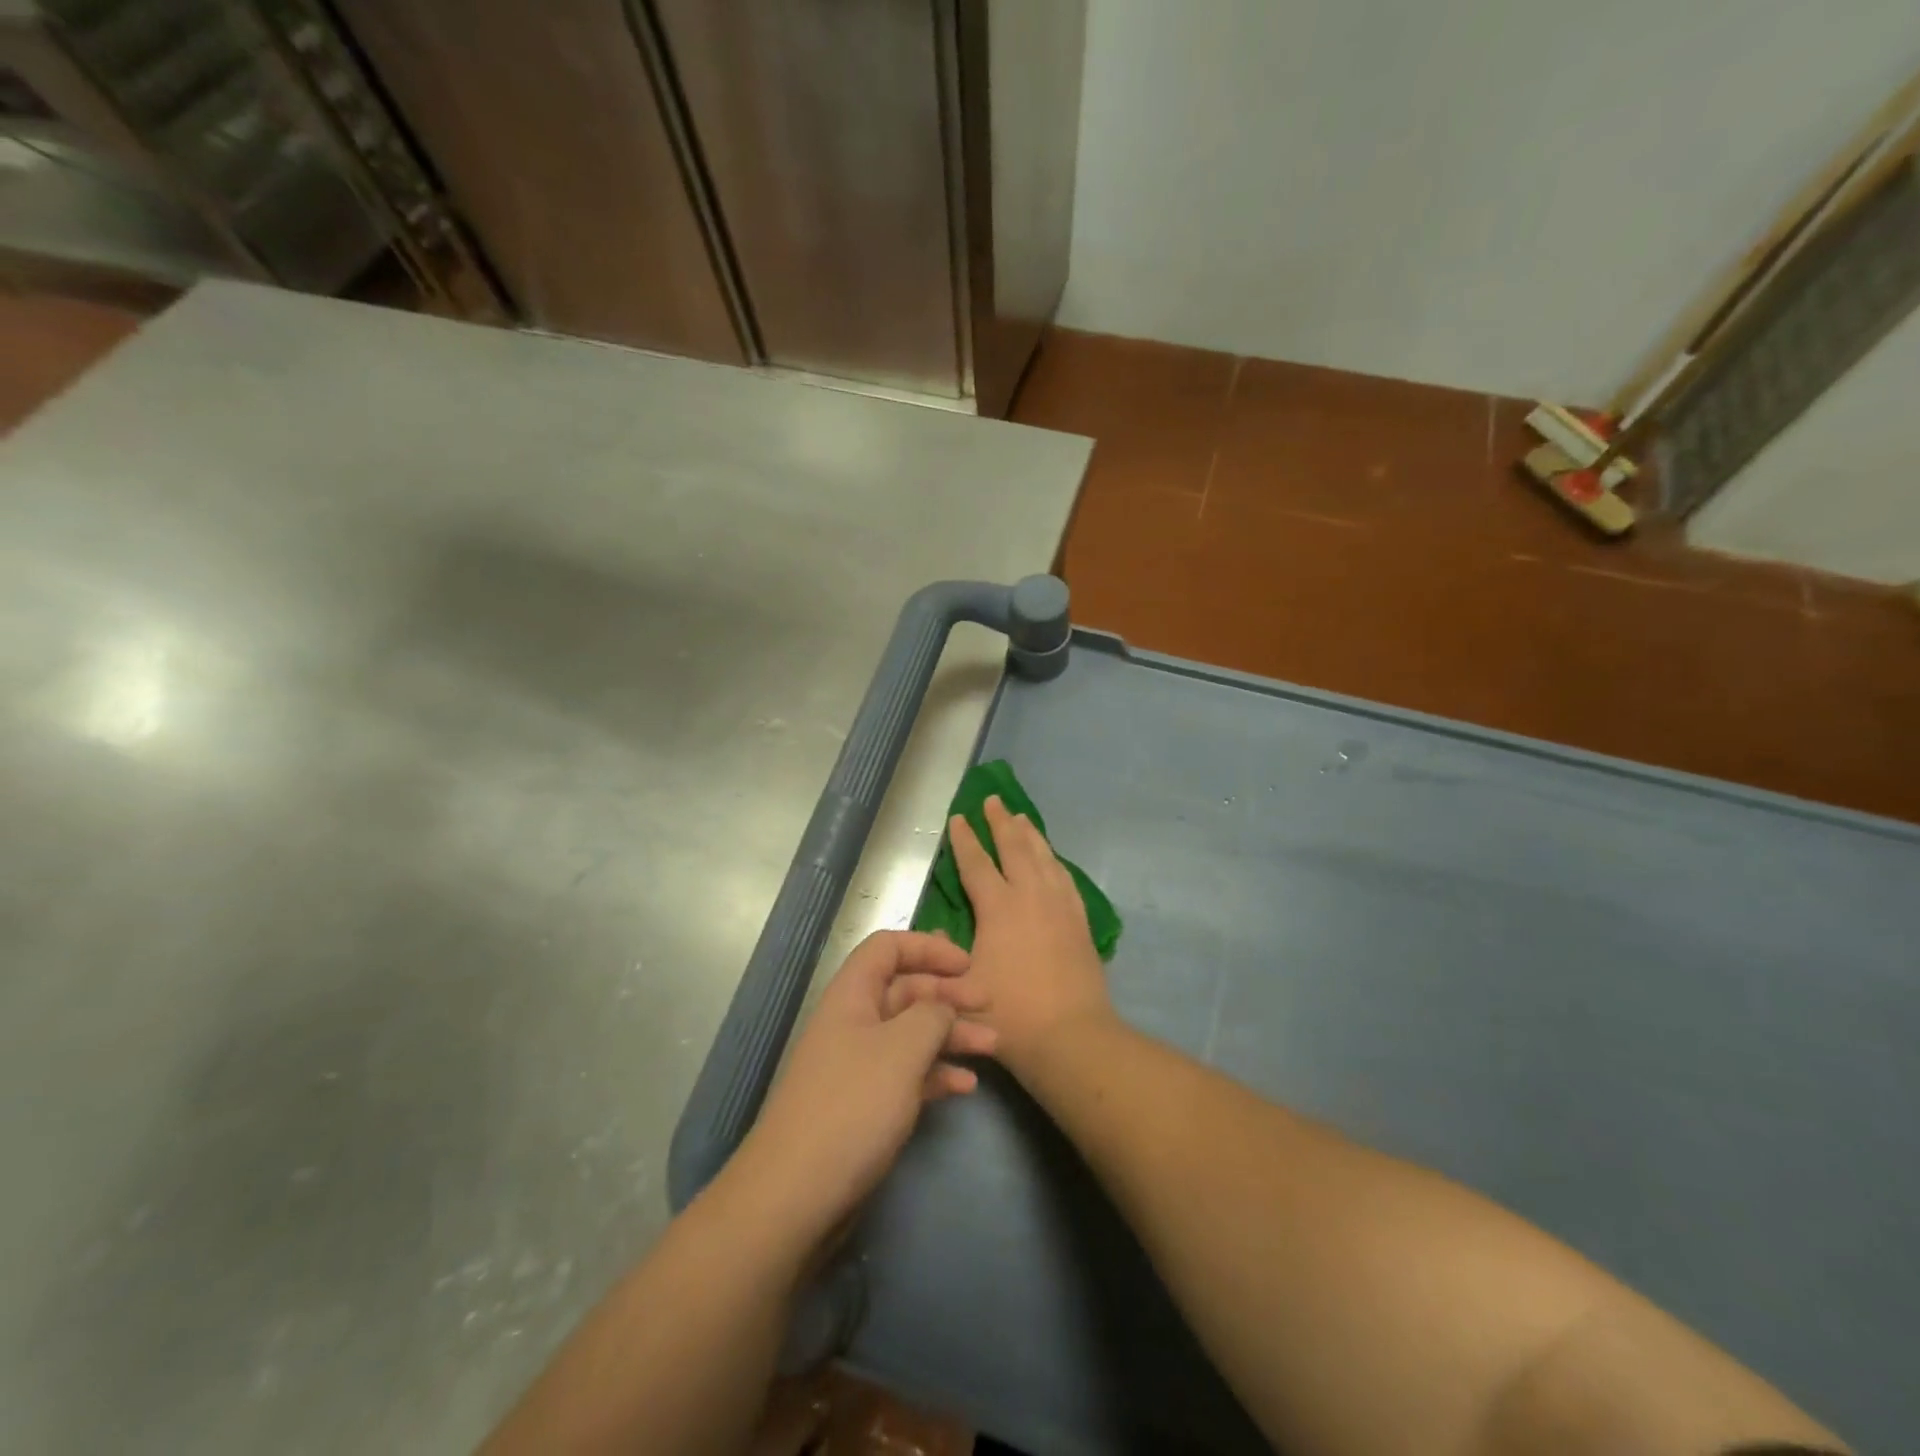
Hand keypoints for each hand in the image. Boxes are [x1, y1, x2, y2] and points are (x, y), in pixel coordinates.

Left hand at [734, 931, 995, 1242]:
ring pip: (912, 1034)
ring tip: (993, 1046)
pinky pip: (909, 1074)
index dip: (928, 948)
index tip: (967, 964)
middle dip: (949, 993)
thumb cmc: (852, 1106)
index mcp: (852, 995)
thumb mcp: (902, 1049)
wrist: (796, 1196)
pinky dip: (938, 1073)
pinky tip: (967, 1086)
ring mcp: (860, 1066)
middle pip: (906, 990)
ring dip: (952, 1034)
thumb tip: (944, 1006)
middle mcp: (855, 1022)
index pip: (888, 948)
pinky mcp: (867, 1105)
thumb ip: (933, 1015)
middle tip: (989, 1004)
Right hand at [950, 795, 1113, 1077]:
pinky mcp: (1080, 922)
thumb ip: (944, 954)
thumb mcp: (960, 985)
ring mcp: (1059, 907)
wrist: (1069, 1036)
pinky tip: (1053, 860)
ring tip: (1022, 818)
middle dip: (1000, 823)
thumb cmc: (1007, 1014)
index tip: (958, 817)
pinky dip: (1055, 861)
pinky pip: (1065, 879)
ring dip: (1030, 835)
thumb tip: (937, 932)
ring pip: (1044, 858)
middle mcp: (1030, 897)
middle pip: (1015, 848)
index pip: (977, 863)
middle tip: (993, 800)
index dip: (965, 839)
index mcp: (998, 908)